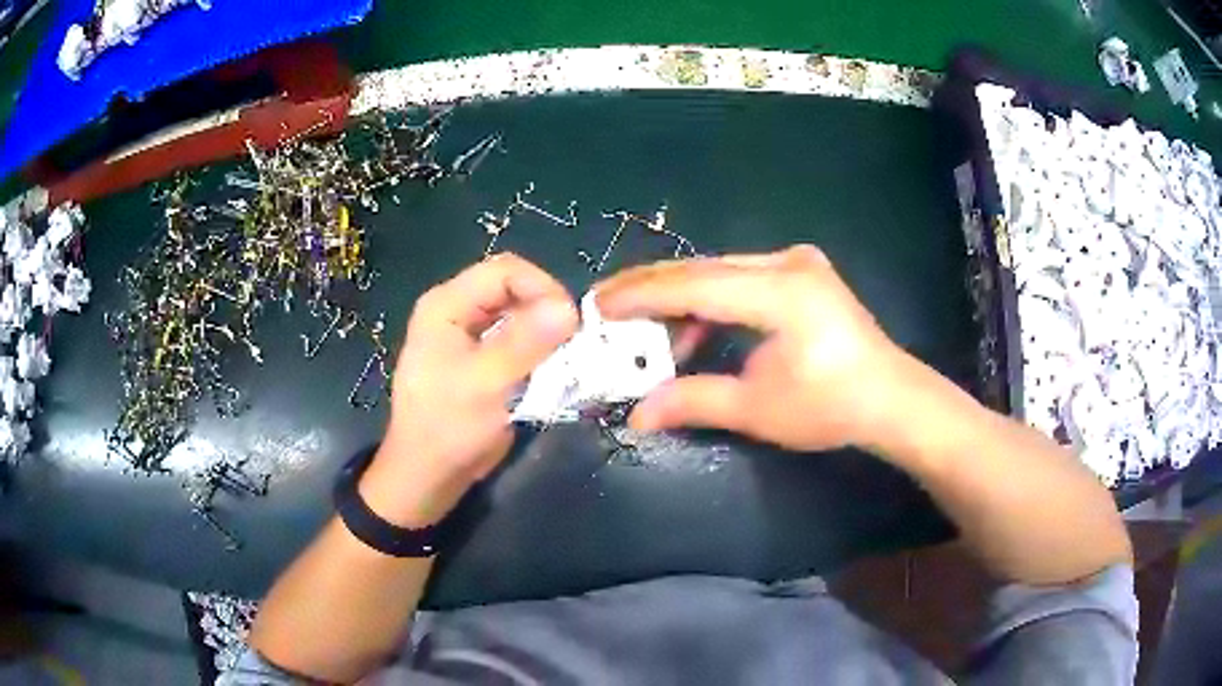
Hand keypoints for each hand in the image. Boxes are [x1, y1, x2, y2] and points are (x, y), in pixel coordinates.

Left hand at [360, 254, 577, 527]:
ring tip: (568, 352)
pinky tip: (553, 365)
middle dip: (546, 307)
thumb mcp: (486, 384)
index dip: (542, 287)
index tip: (571, 322)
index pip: (504, 271)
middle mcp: (456, 310)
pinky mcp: (481, 358)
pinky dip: (538, 347)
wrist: (429, 474)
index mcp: (446, 305)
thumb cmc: (448, 428)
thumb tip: (570, 308)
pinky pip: (516, 338)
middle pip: (512, 288)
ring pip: (517, 312)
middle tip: (573, 339)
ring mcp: (468, 334)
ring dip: (545, 329)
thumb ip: (526, 343)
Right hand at [596, 245, 910, 452]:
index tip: (597, 305)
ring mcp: (798, 262)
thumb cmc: (831, 408)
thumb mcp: (757, 409)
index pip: (695, 285)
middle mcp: (787, 262)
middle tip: (605, 304)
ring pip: (720, 270)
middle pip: (704, 269)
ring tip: (644, 325)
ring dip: (681, 297)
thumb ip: (693, 401)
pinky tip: (694, 325)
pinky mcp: (802, 272)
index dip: (641, 295)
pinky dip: (712, 299)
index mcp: (781, 292)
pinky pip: (742, 276)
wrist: (891, 399)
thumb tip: (636, 415)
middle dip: (652, 289)